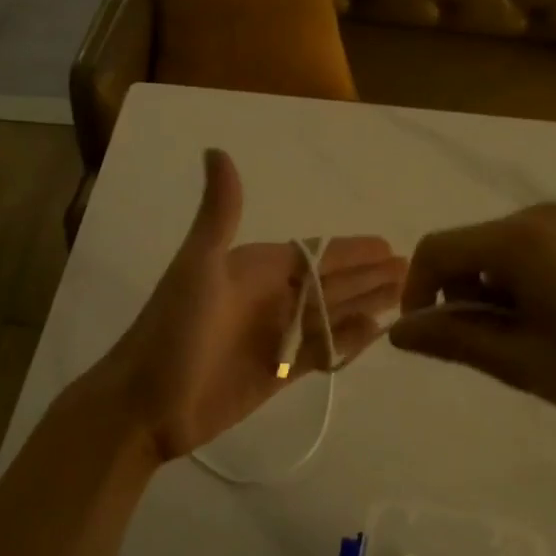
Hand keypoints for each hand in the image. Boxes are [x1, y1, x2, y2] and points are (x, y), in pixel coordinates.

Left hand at [90, 150, 407, 461]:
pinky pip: (322, 352)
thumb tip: (215, 149)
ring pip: (331, 316)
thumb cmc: (172, 332)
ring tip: (405, 299)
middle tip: (411, 271)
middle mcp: (270, 299)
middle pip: (331, 284)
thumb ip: (219, 213)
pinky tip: (375, 335)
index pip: (315, 254)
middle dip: (369, 276)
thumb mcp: (197, 266)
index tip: (389, 245)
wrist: (143, 405)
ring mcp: (275, 337)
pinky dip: (348, 343)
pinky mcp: (278, 374)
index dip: (352, 250)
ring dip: (365, 306)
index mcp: (254, 270)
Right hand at [389, 202, 555, 425]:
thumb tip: (398, 333)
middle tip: (481, 348)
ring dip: (486, 295)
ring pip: (492, 254)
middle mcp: (534, 218)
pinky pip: (523, 254)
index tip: (427, 337)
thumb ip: (453, 340)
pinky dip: (513, 287)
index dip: (415, 292)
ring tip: (519, 342)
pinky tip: (545, 324)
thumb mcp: (520, 360)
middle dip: (455, 296)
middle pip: (464, 249)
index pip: (435, 251)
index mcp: (515, 241)